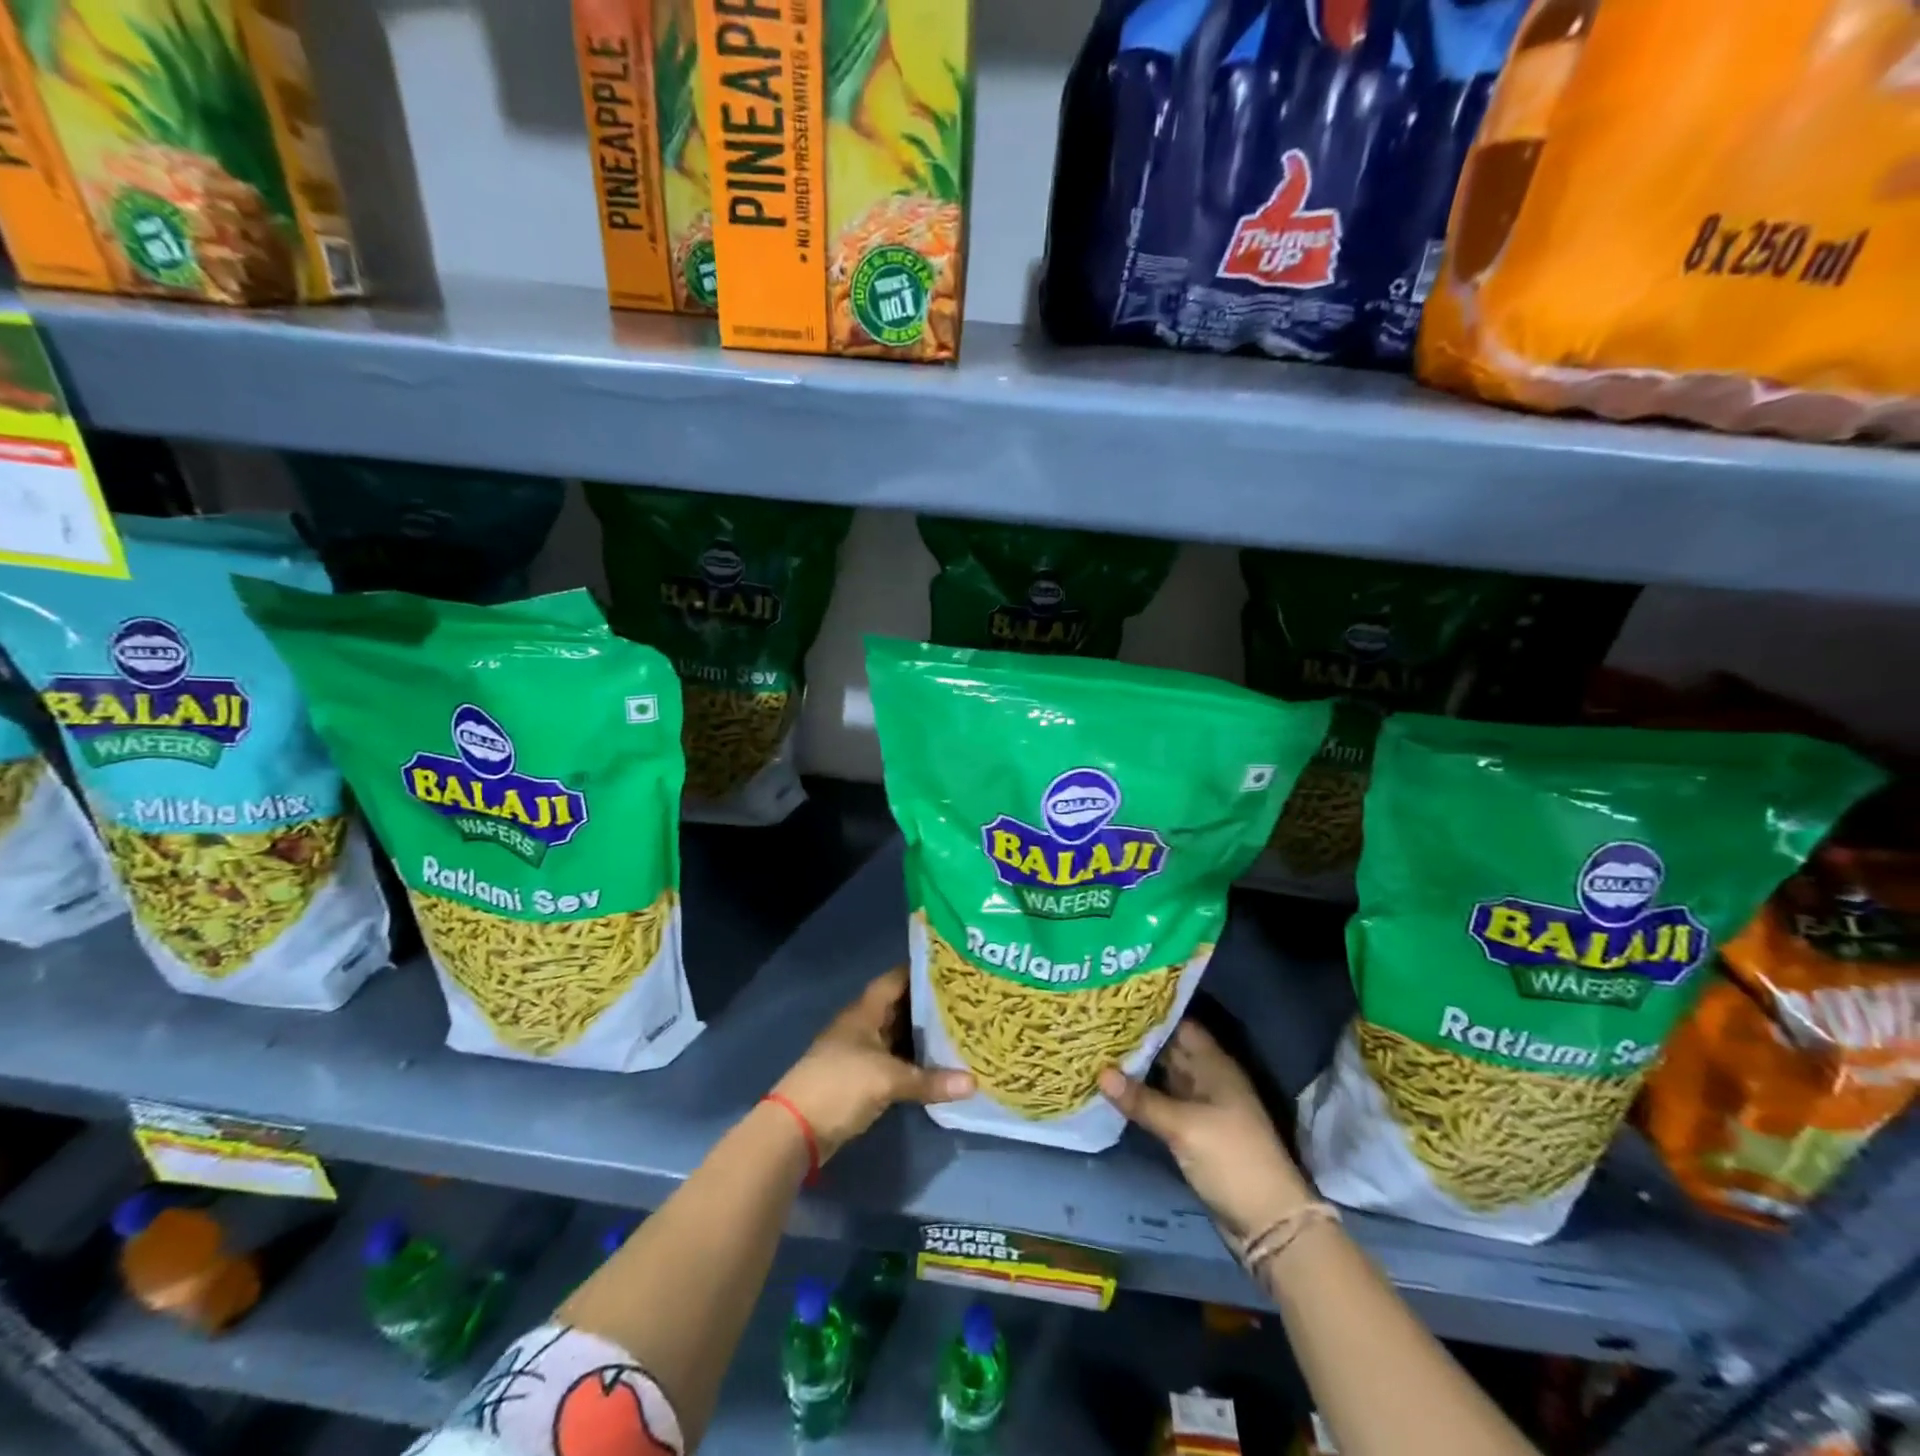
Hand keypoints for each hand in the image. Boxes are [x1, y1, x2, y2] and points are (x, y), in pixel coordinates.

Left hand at [772, 967, 973, 1162]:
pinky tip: (941, 1064)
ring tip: (962, 1029)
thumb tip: (973, 1084)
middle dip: (931, 1005)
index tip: (955, 969)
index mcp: (865, 1011)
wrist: (796, 1128)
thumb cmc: (840, 1085)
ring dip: (924, 1035)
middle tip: (968, 1001)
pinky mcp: (863, 1078)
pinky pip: (896, 1061)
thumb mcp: (887, 1080)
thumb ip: (929, 1080)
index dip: (923, 972)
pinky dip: (916, 1061)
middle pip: (901, 1007)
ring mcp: (862, 1052)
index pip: (897, 979)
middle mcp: (864, 1025)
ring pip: (900, 1036)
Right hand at [1099, 1021, 1313, 1239]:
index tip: (1117, 1002)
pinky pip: (1162, 1103)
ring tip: (1097, 1049)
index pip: (1181, 1025)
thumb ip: (1142, 1100)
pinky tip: (1113, 1088)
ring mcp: (1200, 1107)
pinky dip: (1141, 1095)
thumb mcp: (1184, 1127)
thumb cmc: (1232, 1159)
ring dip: (1136, 1067)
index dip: (1152, 1012)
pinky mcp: (1192, 1132)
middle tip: (1098, 1024)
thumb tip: (1101, 1072)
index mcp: (1214, 1066)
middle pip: (1170, 1050)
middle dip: (1138, 1039)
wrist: (1267, 1222)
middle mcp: (1207, 1079)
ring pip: (1163, 1077)